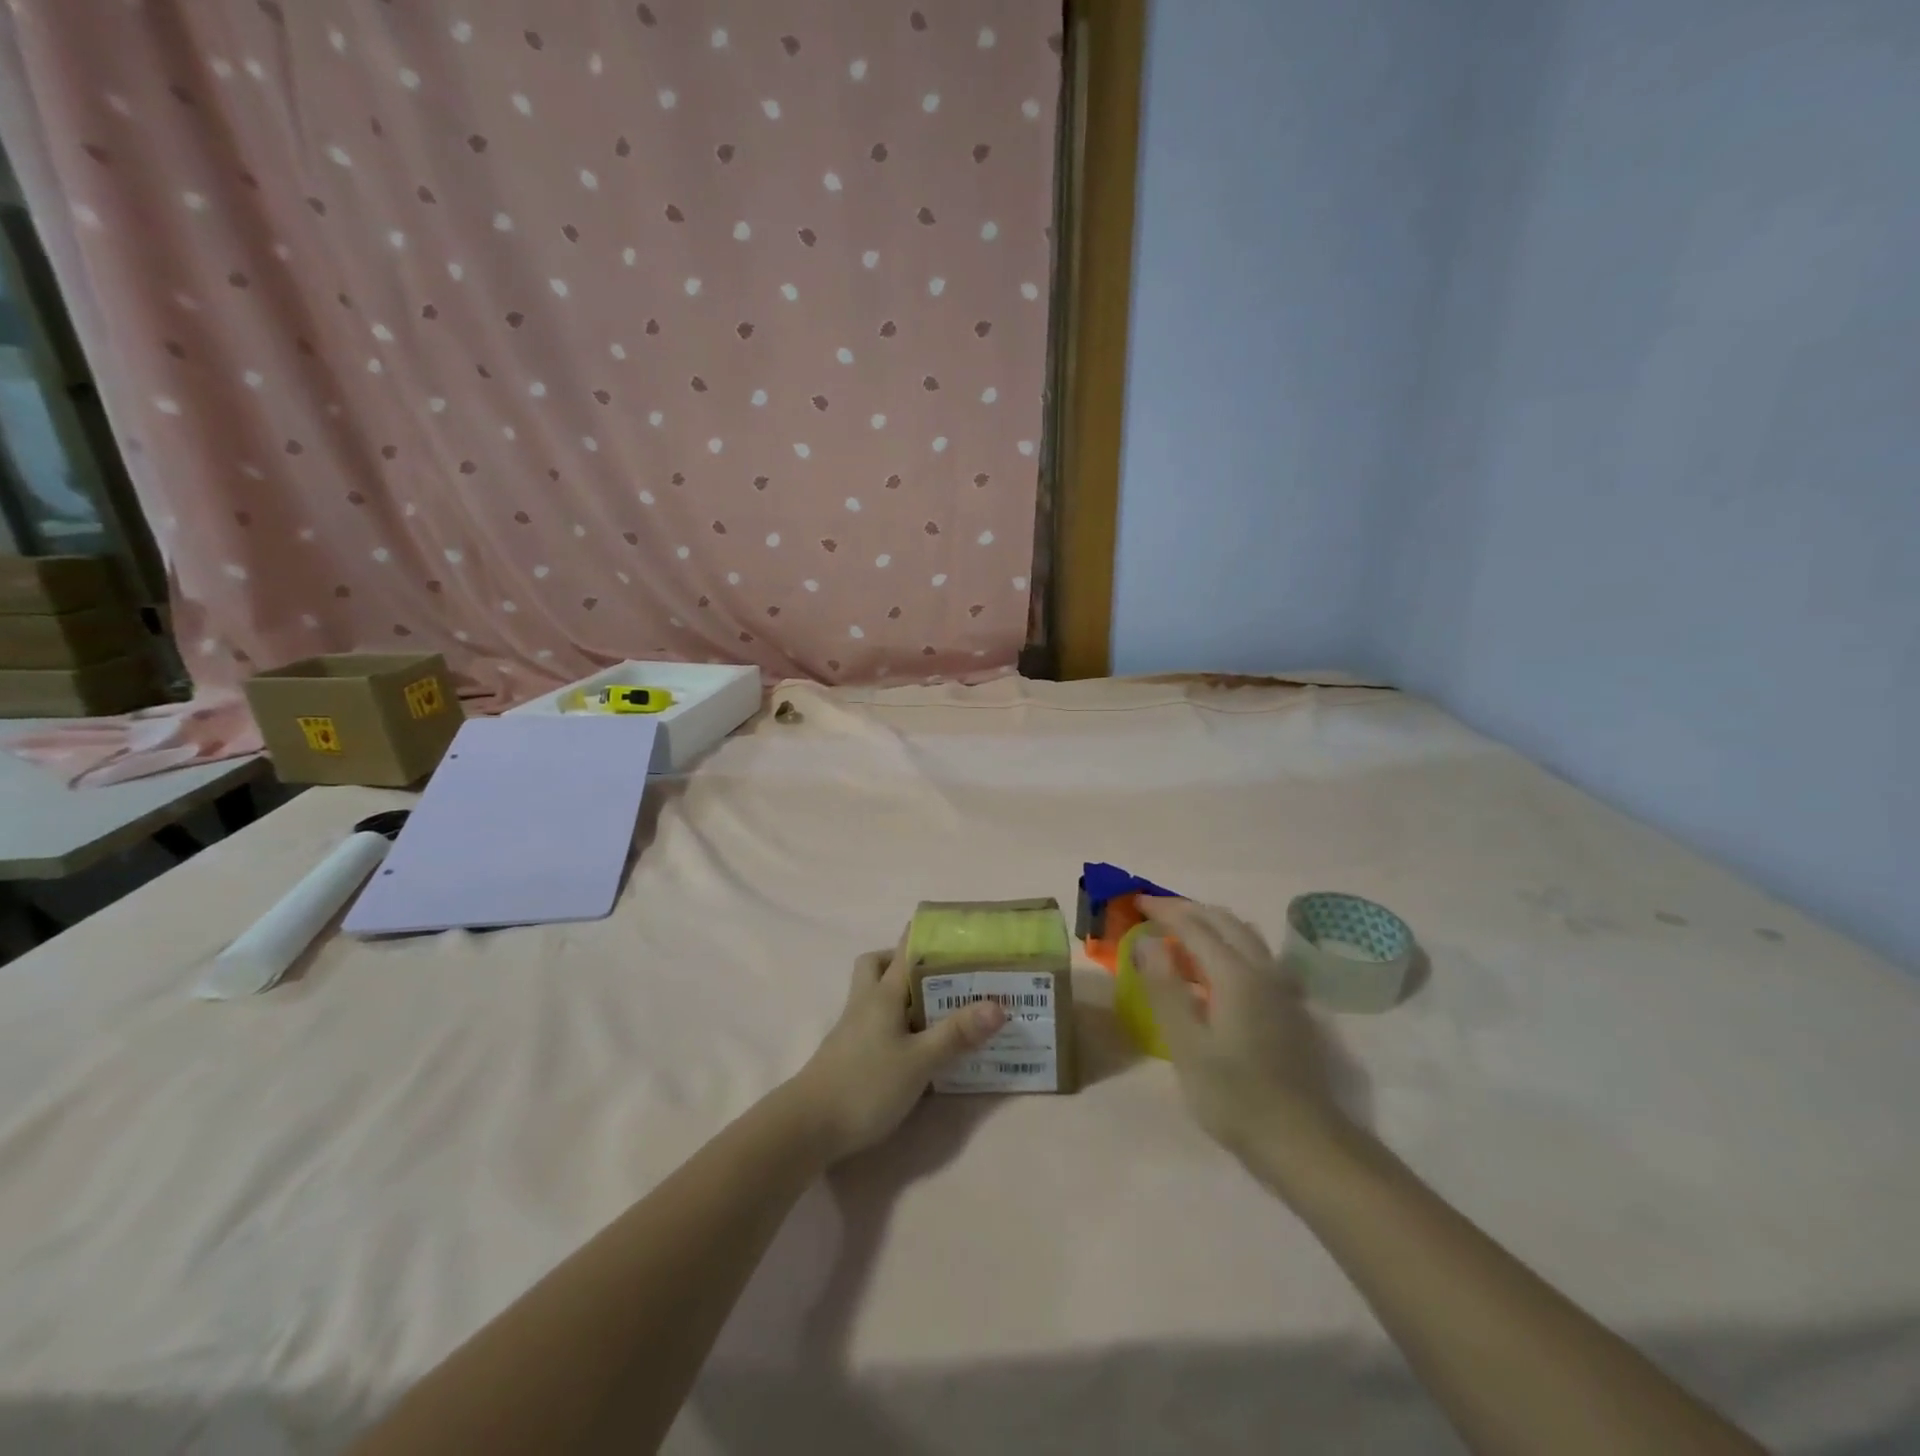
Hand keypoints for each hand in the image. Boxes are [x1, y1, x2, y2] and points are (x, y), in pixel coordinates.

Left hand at [788, 944, 1007, 1163]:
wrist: (808, 1127)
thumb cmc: (866, 1085)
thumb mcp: (919, 1061)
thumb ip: (956, 1034)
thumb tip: (999, 1005)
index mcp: (883, 993)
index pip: (904, 949)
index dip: (926, 934)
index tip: (954, 931)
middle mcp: (865, 1002)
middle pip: (879, 964)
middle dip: (906, 962)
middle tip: (940, 975)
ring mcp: (853, 1027)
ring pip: (875, 993)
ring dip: (901, 993)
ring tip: (937, 1009)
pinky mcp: (850, 1052)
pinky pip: (876, 1021)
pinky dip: (896, 1022)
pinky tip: (916, 1044)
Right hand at [1136, 898, 1344, 1165]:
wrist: (1303, 1142)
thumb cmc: (1234, 1096)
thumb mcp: (1186, 1045)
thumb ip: (1165, 987)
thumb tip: (1148, 941)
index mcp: (1235, 974)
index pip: (1194, 925)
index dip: (1163, 909)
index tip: (1135, 901)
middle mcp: (1263, 970)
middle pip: (1224, 921)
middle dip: (1187, 909)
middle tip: (1154, 911)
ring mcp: (1282, 988)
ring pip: (1244, 936)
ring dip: (1211, 924)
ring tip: (1180, 934)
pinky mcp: (1289, 1008)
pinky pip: (1255, 956)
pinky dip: (1228, 945)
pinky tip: (1214, 970)